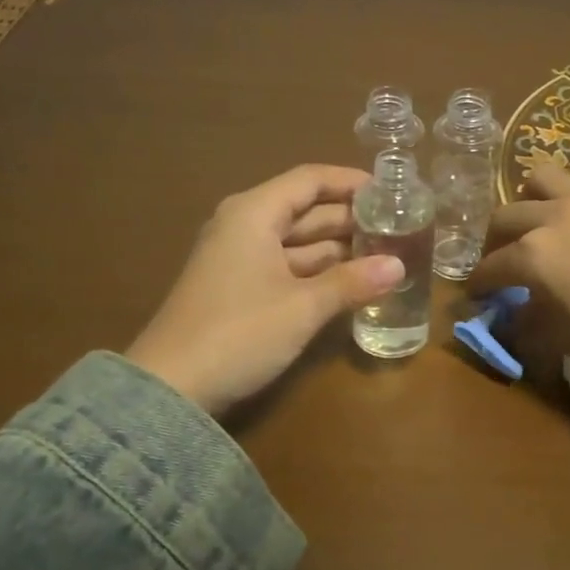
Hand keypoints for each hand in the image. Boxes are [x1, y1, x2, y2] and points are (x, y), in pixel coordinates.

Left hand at [125, 165, 403, 415]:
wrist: (171, 389)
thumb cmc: (239, 332)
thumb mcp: (303, 307)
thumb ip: (352, 282)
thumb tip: (398, 266)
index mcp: (254, 213)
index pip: (310, 180)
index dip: (351, 182)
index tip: (390, 191)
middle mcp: (245, 226)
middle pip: (306, 209)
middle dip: (350, 218)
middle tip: (399, 226)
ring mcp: (239, 258)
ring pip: (299, 241)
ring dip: (338, 248)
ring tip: (386, 253)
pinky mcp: (239, 288)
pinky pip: (287, 266)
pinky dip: (319, 271)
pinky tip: (352, 282)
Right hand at [469, 164, 569, 415]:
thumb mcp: (565, 340)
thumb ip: (530, 325)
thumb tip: (513, 317)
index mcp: (533, 254)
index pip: (490, 268)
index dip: (478, 285)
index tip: (475, 297)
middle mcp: (553, 217)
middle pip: (505, 217)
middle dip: (493, 242)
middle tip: (501, 264)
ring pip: (543, 177)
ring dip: (531, 198)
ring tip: (538, 222)